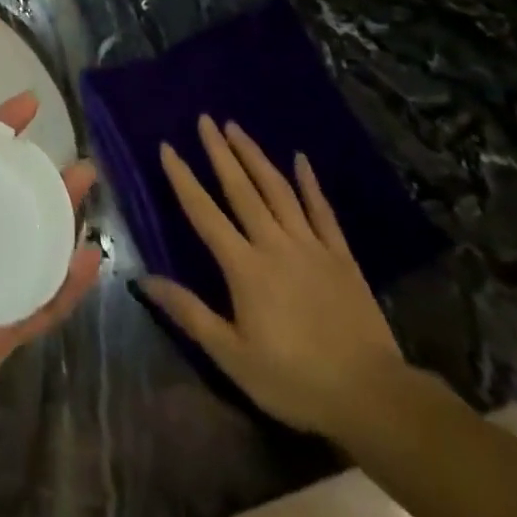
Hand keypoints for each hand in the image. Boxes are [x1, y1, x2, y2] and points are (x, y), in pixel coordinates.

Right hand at [139, 116, 406, 438]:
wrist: (373, 397)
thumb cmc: (294, 380)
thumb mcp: (232, 356)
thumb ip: (189, 313)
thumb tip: (143, 279)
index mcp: (244, 267)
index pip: (204, 213)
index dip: (183, 179)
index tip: (167, 147)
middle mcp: (275, 244)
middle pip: (241, 189)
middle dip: (220, 152)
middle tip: (205, 119)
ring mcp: (311, 246)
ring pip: (278, 190)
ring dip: (255, 156)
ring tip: (237, 128)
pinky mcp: (340, 256)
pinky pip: (322, 211)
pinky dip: (310, 183)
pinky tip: (300, 159)